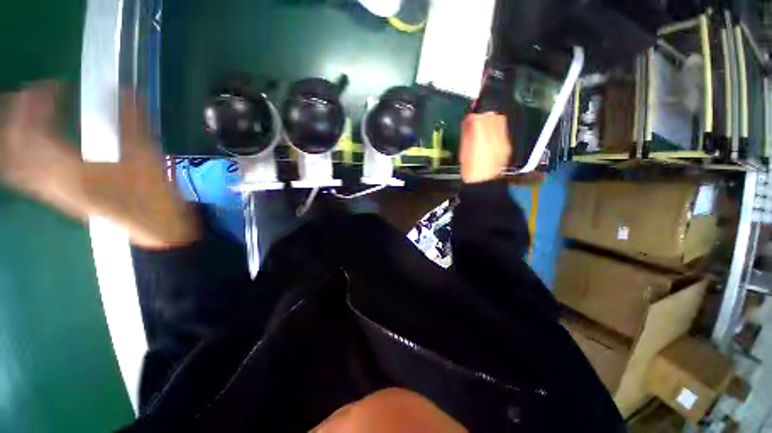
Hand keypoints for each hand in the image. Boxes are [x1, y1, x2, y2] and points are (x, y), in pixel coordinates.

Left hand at [0, 83, 197, 248]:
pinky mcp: (58, 195)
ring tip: (26, 113)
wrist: (154, 227)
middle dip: (17, 116)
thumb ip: (132, 123)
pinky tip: (31, 142)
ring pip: (15, 161)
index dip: (37, 104)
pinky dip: (20, 154)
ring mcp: (52, 190)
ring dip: (14, 135)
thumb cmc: (152, 196)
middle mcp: (51, 180)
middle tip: (30, 94)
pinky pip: (24, 173)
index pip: (34, 132)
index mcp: (70, 170)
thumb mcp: (146, 158)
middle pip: (15, 147)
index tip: (53, 85)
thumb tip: (128, 90)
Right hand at [459, 113, 511, 183]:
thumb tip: (468, 120)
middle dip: (483, 114)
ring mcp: (503, 140)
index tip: (468, 117)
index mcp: (479, 141)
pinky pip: (503, 129)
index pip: (478, 118)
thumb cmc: (469, 169)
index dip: (473, 115)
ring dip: (491, 119)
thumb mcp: (463, 152)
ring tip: (484, 126)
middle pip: (492, 115)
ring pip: (500, 119)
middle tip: (476, 120)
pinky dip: (496, 127)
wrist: (484, 184)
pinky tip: (491, 134)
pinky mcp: (507, 145)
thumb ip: (467, 134)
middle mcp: (494, 138)